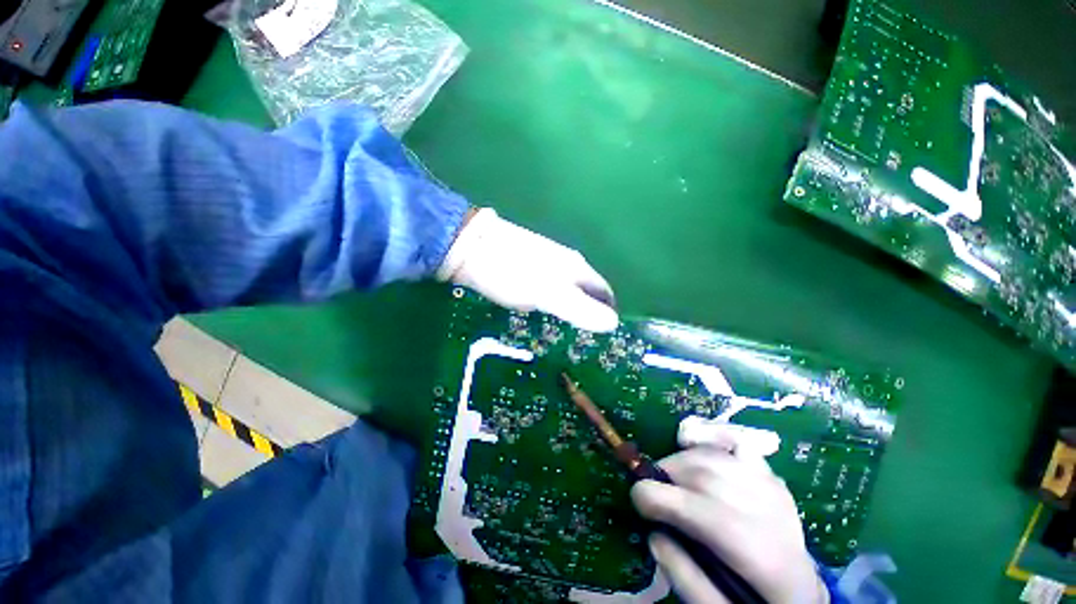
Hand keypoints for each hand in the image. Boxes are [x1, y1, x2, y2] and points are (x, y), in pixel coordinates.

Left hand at [437, 208, 618, 331]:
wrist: (472, 247)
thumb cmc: (514, 273)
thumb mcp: (551, 294)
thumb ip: (582, 309)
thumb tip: (613, 324)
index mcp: (577, 267)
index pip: (604, 291)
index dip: (608, 312)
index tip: (603, 337)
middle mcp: (565, 263)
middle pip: (586, 292)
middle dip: (588, 314)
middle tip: (581, 341)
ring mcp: (545, 264)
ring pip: (566, 291)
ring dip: (568, 311)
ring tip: (561, 335)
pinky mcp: (526, 267)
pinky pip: (547, 289)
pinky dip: (550, 305)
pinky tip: (539, 316)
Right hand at [631, 424, 827, 603]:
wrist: (801, 593)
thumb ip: (686, 580)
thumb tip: (654, 534)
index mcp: (769, 562)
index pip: (710, 517)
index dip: (663, 499)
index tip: (635, 498)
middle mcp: (776, 516)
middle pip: (710, 478)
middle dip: (667, 475)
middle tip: (651, 490)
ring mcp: (776, 490)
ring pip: (717, 456)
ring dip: (681, 460)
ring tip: (669, 477)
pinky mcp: (771, 476)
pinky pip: (736, 443)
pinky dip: (709, 438)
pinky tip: (692, 447)